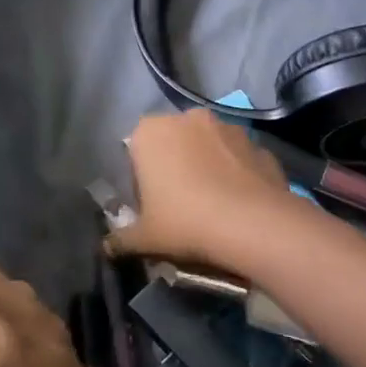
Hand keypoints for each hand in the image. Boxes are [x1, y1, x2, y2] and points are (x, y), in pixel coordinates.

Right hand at [107, 110, 295, 270]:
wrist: (252, 224)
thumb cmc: (185, 222)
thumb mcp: (144, 238)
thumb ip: (121, 239)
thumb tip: (107, 247)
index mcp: (150, 132)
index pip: (136, 150)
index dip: (141, 179)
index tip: (151, 205)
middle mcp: (188, 118)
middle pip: (173, 143)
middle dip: (175, 166)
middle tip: (180, 205)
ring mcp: (228, 127)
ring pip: (209, 147)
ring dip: (208, 166)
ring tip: (214, 204)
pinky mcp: (258, 143)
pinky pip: (239, 158)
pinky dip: (237, 174)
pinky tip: (239, 203)